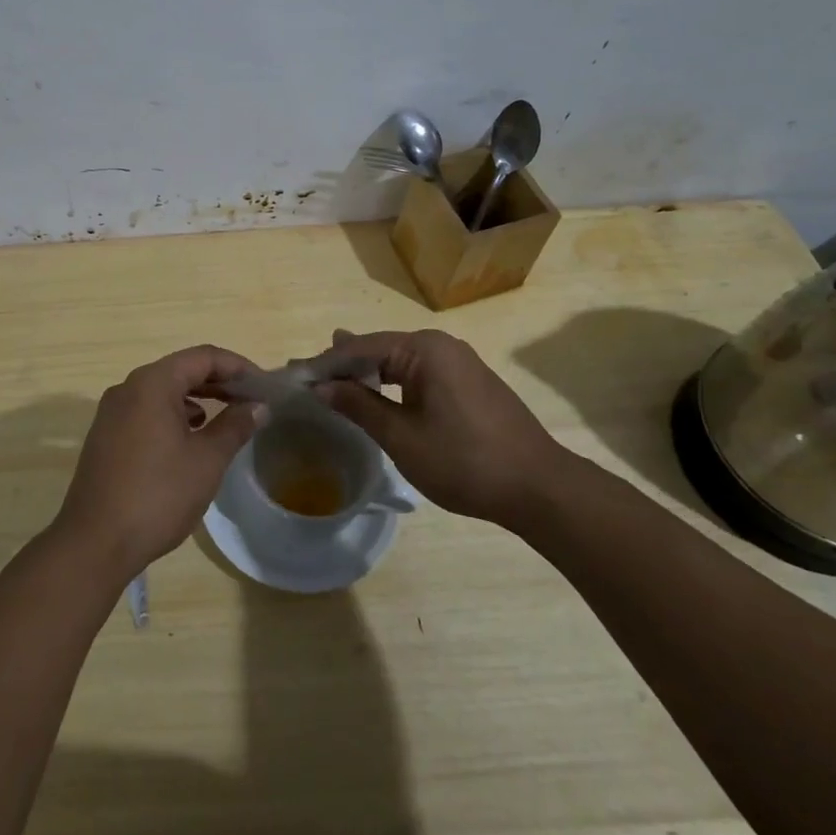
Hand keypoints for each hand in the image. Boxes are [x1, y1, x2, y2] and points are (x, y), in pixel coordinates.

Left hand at [51, 345, 263, 582]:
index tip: (265, 386)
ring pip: (163, 391)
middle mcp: (128, 387)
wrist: (95, 541)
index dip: (238, 366)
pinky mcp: (106, 434)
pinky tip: (191, 436)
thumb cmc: (158, 495)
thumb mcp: (206, 461)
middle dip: (219, 382)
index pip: (203, 357)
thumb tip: (257, 406)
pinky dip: (174, 414)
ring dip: (198, 398)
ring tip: (228, 418)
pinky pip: (147, 410)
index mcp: (152, 383)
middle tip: (253, 400)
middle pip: (181, 369)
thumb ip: (234, 427)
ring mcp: (112, 411)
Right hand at [316, 328, 572, 527]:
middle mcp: (441, 345)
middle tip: (307, 377)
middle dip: (343, 364)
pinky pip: (418, 373)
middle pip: (379, 348)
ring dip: (366, 374)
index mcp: (424, 349)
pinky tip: (375, 393)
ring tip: (331, 382)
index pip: (360, 347)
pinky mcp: (468, 382)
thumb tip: (321, 386)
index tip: (295, 375)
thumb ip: (358, 405)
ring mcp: (458, 362)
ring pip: (398, 361)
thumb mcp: (402, 436)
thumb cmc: (465, 461)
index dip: (325, 362)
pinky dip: (391, 383)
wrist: (540, 489)